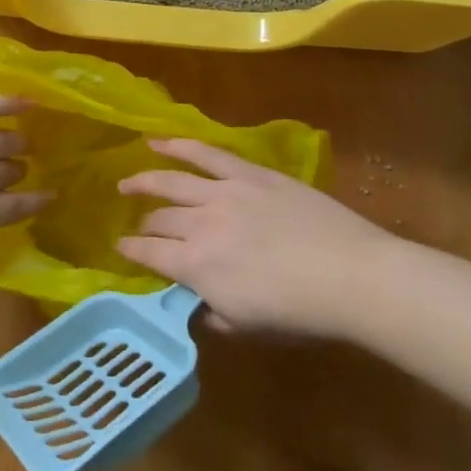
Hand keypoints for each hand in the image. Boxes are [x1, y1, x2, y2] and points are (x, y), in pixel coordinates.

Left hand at [0, 96, 51, 269]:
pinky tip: (29, 102)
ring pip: (3, 139)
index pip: (14, 208)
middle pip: (7, 172)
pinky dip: (11, 103)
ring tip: (25, 142)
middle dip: (18, 172)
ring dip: (17, 142)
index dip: (34, 203)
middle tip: (22, 169)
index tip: (51, 197)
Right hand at [117, 138, 398, 337]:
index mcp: (196, 266)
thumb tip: (193, 303)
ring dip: (144, 181)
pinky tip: (158, 142)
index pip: (149, 254)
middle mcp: (200, 224)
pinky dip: (179, 145)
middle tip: (138, 228)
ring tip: (126, 182)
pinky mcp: (249, 174)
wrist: (351, 275)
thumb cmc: (300, 313)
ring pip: (171, 181)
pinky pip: (206, 153)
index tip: (119, 249)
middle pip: (159, 220)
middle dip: (143, 225)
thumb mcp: (246, 328)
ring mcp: (223, 192)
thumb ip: (211, 314)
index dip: (130, 252)